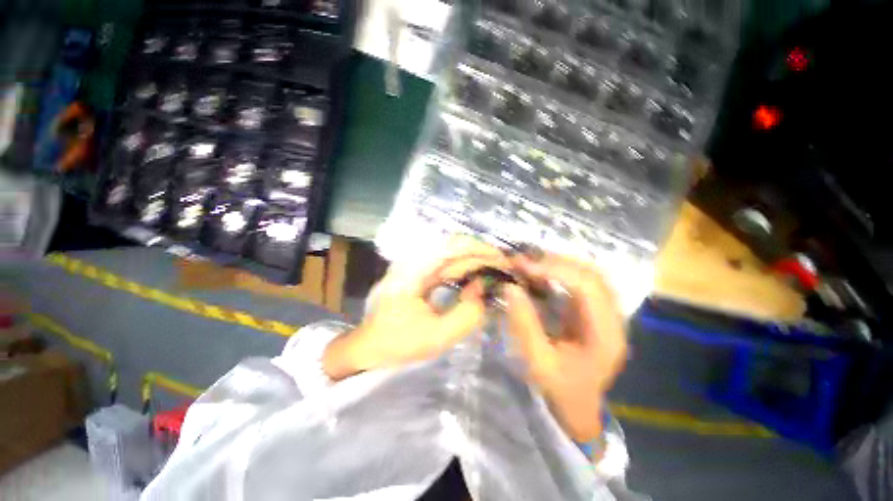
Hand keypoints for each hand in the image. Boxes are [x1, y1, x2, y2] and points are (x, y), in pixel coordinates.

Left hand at [323, 237, 509, 380]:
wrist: (368, 349)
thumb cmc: (396, 345)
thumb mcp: (436, 336)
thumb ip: (466, 314)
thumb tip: (482, 289)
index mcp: (413, 270)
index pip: (452, 246)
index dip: (480, 250)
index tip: (502, 261)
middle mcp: (413, 261)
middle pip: (454, 248)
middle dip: (481, 256)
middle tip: (505, 269)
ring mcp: (415, 267)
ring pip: (451, 257)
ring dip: (474, 263)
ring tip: (496, 273)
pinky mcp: (418, 275)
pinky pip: (446, 268)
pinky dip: (464, 272)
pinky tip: (477, 280)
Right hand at [503, 252, 626, 441]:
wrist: (578, 406)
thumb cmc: (559, 388)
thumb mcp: (538, 361)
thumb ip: (524, 324)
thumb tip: (510, 287)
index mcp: (605, 334)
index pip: (587, 286)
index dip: (556, 270)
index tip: (525, 266)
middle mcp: (613, 318)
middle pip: (592, 274)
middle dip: (557, 262)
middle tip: (524, 261)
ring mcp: (607, 313)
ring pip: (589, 274)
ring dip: (560, 264)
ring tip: (531, 263)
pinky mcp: (596, 312)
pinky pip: (582, 282)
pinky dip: (561, 273)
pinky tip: (542, 273)